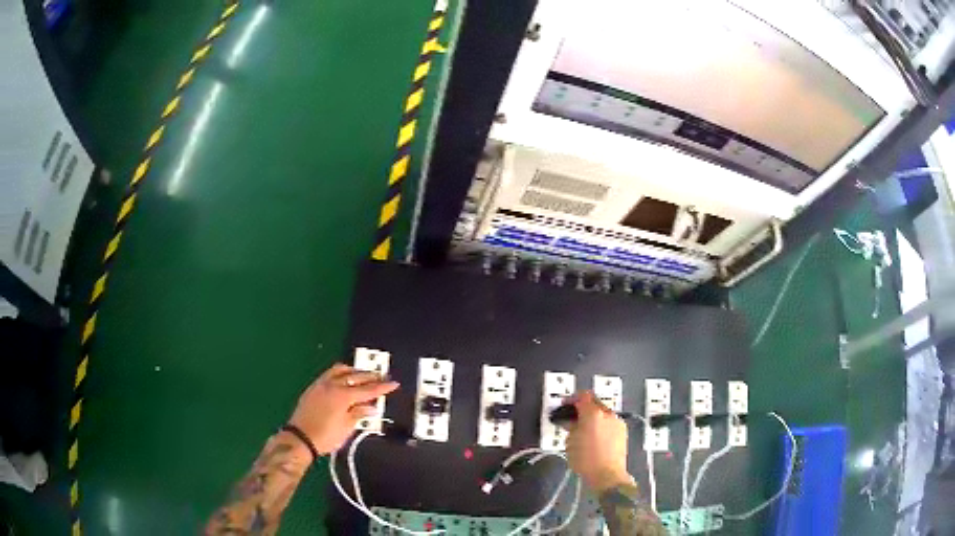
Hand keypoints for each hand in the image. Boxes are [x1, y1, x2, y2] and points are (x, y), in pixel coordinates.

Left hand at [286, 363, 398, 454]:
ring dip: (354, 371)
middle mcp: (332, 385)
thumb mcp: (346, 427)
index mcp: (343, 396)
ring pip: (341, 370)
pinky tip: (344, 377)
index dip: (382, 387)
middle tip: (382, 377)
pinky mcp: (314, 387)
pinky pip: (330, 373)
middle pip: (355, 377)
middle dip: (370, 376)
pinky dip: (341, 373)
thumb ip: (359, 413)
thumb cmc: (326, 436)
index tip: (394, 383)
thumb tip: (371, 407)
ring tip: (363, 374)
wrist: (300, 438)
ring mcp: (321, 384)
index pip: (368, 390)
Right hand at [565, 391, 634, 492]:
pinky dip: (602, 425)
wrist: (608, 475)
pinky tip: (595, 437)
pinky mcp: (623, 431)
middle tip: (573, 418)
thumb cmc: (585, 460)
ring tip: (584, 429)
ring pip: (603, 413)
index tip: (565, 405)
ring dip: (593, 417)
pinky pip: (609, 422)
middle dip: (583, 408)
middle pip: (594, 402)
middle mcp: (608, 414)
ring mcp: (617, 422)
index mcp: (593, 413)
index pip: (583, 396)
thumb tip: (572, 421)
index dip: (572, 399)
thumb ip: (571, 426)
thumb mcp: (570, 443)